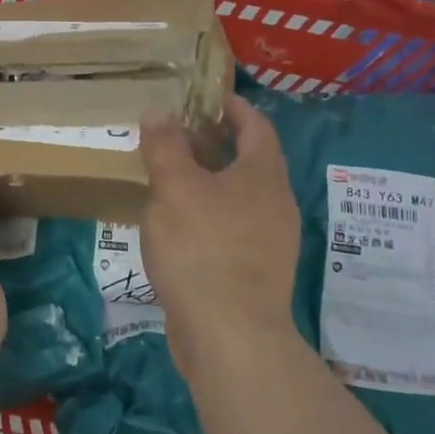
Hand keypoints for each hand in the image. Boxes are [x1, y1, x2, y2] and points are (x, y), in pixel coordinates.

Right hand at [139, 94, 301, 376]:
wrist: (230, 336)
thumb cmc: (203, 249)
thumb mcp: (174, 188)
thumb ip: (165, 146)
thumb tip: (159, 110)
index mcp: (262, 175)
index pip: (256, 126)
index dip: (234, 107)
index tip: (207, 98)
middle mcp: (275, 203)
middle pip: (251, 161)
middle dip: (219, 143)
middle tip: (180, 134)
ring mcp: (270, 241)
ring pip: (241, 197)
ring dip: (212, 181)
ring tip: (173, 178)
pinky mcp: (255, 273)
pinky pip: (233, 228)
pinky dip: (210, 214)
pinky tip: (179, 226)